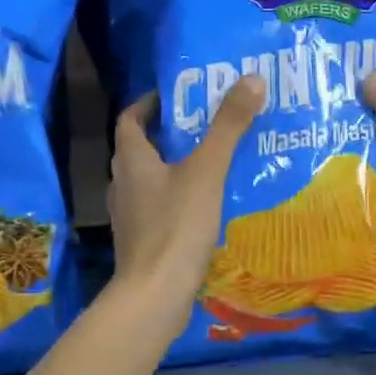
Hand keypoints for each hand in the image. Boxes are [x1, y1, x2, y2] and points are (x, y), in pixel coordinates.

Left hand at [108, 77, 262, 320]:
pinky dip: (177, 197)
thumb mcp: (207, 170)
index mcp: (131, 160)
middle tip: (205, 125)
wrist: (155, 295)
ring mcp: (129, 215)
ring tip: (212, 161)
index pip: (130, 118)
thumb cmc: (176, 225)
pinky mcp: (141, 240)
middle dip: (170, 134)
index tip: (178, 96)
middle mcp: (123, 183)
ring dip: (174, 166)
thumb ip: (228, 127)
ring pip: (150, 179)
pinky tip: (206, 204)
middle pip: (141, 148)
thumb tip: (252, 79)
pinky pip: (158, 206)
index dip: (149, 103)